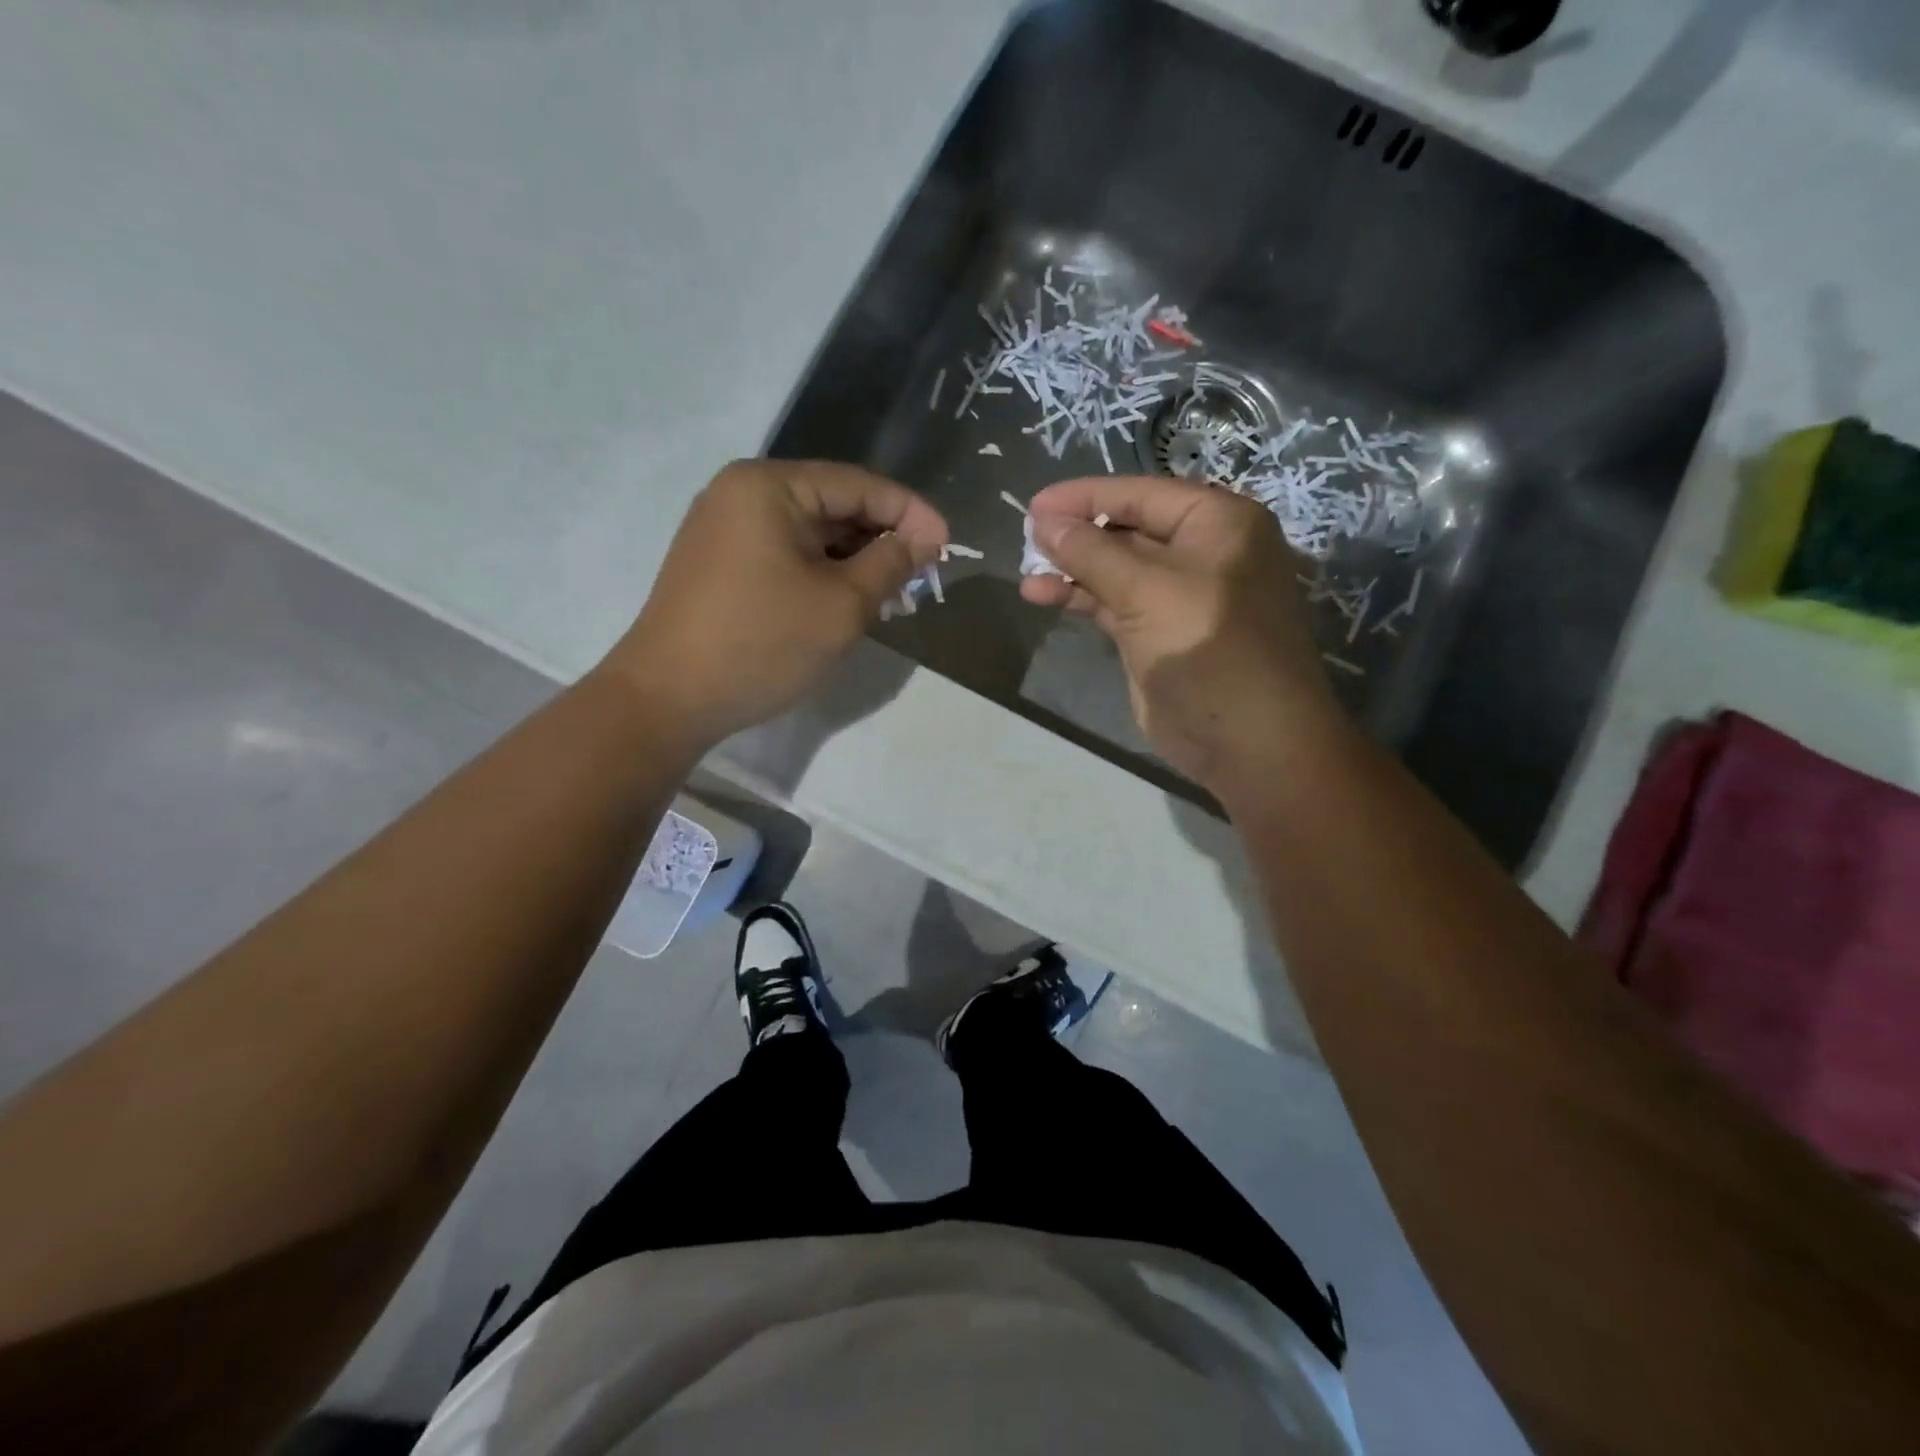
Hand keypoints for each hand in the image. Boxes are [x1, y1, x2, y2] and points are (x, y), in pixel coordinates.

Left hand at [604, 460, 946, 744]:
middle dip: (882, 538)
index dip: (910, 512)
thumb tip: (924, 539)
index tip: (948, 545)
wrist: (668, 699)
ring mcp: (725, 528)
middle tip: (923, 575)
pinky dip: (823, 572)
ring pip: (811, 533)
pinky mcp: (720, 563)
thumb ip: (890, 564)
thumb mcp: (840, 605)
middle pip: (833, 504)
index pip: (858, 484)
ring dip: (855, 559)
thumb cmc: (761, 644)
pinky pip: (786, 554)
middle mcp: (742, 493)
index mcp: (769, 486)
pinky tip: (849, 599)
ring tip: (893, 593)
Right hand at [1021, 476, 1344, 793]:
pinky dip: (1080, 599)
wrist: (1246, 739)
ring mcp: (1179, 596)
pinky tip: (1041, 596)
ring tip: (1026, 571)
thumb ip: (1090, 551)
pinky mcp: (1158, 634)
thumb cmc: (1207, 646)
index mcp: (1217, 523)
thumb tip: (1043, 521)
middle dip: (1076, 533)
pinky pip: (1113, 603)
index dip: (1084, 497)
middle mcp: (1201, 552)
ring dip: (1072, 569)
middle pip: (1127, 529)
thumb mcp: (1146, 590)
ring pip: (1115, 570)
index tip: (1032, 505)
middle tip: (1025, 538)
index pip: (1140, 494)